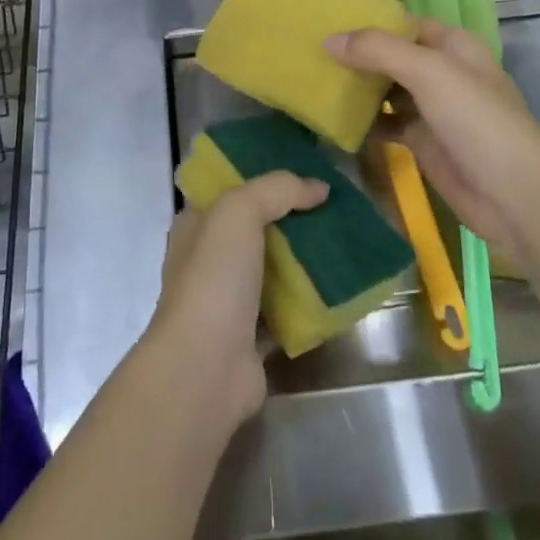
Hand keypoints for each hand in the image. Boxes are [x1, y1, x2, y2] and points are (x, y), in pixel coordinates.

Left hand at [143, 172, 327, 426]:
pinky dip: (308, 301)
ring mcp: (228, 300)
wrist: (206, 366)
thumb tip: (319, 187)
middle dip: (291, 218)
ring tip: (343, 242)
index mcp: (195, 225)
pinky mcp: (251, 336)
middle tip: (333, 207)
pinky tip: (339, 288)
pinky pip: (286, 309)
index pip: (229, 190)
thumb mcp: (239, 211)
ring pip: (272, 269)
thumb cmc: (214, 277)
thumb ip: (277, 190)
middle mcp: (208, 259)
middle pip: (256, 229)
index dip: (262, 178)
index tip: (303, 173)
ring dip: (303, 259)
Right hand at [326, 19, 539, 257]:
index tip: (325, 24)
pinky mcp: (423, 141)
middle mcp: (442, 72)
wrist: (512, 194)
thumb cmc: (475, 119)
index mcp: (452, 45)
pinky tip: (335, 121)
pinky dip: (365, 123)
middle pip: (392, 57)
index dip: (368, 23)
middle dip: (357, 56)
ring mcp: (433, 108)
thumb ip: (378, 50)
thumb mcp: (428, 72)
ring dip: (358, 89)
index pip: (403, 24)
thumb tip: (328, 39)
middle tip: (311, 54)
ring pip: (387, 91)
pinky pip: (387, 124)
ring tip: (315, 83)